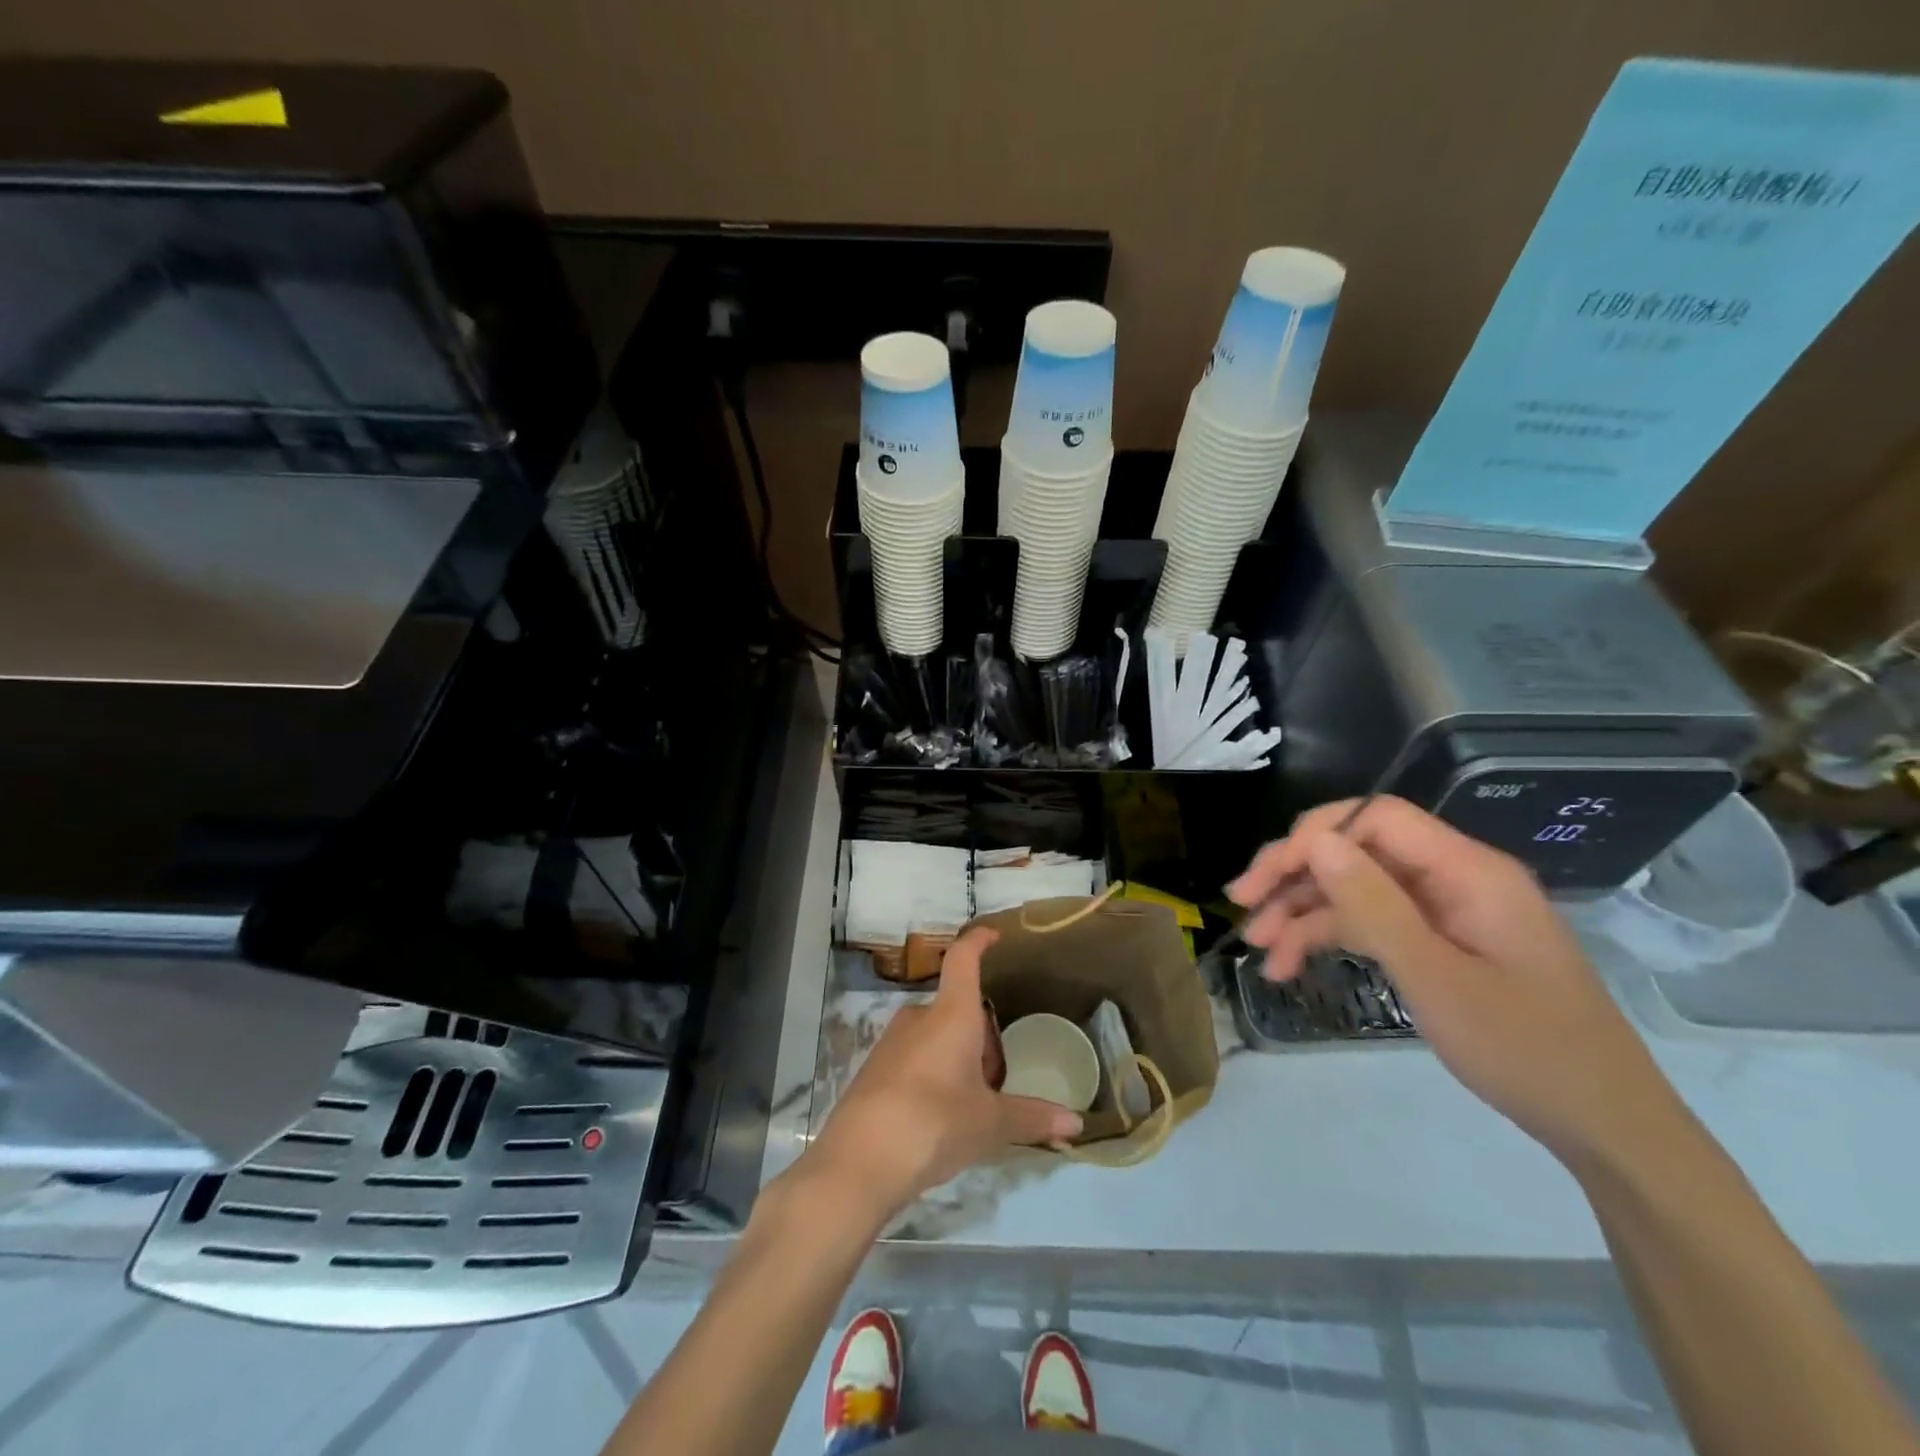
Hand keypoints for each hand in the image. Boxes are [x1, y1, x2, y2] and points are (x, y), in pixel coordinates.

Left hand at [804, 927, 1083, 1220]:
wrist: (859, 1161)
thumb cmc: (934, 1123)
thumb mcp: (990, 1123)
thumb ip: (1032, 1118)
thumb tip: (1078, 1123)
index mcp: (951, 1014)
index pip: (963, 959)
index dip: (978, 941)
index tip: (994, 935)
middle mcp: (919, 1017)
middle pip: (955, 1007)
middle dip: (979, 1032)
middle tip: (998, 1074)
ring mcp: (891, 1042)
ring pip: (935, 1034)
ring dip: (956, 1055)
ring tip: (972, 1101)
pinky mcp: (873, 1070)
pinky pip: (914, 1056)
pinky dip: (933, 1072)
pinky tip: (939, 1115)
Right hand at [1228, 796, 1673, 1160]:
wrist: (1604, 1127)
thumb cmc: (1526, 1050)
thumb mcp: (1436, 978)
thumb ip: (1373, 905)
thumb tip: (1314, 842)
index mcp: (1467, 870)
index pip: (1374, 819)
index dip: (1313, 837)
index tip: (1264, 879)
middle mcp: (1453, 878)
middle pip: (1357, 851)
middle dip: (1295, 875)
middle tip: (1242, 906)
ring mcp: (1445, 911)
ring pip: (1356, 889)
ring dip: (1303, 913)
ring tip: (1260, 949)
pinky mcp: (1439, 942)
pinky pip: (1373, 923)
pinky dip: (1331, 938)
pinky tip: (1292, 966)